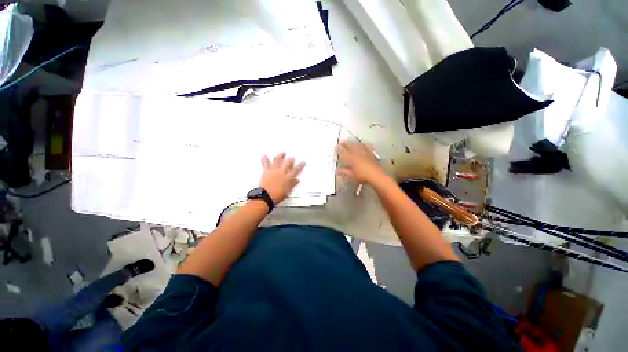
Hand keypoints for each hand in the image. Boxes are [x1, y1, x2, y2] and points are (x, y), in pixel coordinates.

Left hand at [259, 153, 305, 203]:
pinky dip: (264, 159)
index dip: (300, 166)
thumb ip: (292, 184)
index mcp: (287, 178)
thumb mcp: (287, 191)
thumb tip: (296, 181)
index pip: (296, 170)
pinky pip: (265, 164)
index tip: (302, 162)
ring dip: (280, 155)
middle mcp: (281, 173)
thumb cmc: (276, 196)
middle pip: (287, 163)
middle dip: (291, 159)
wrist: (265, 196)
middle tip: (292, 157)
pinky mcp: (266, 171)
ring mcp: (273, 171)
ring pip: (277, 160)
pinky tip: (264, 155)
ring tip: (282, 153)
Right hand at [336, 142, 383, 184]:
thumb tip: (337, 171)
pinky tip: (364, 143)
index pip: (343, 152)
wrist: (375, 176)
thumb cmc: (362, 176)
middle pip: (350, 147)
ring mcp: (365, 154)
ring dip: (354, 143)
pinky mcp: (371, 155)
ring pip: (358, 146)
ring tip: (351, 142)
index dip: (339, 149)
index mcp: (351, 159)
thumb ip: (344, 172)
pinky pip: (368, 148)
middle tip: (342, 142)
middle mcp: (358, 154)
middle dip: (345, 144)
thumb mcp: (351, 176)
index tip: (335, 147)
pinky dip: (365, 145)